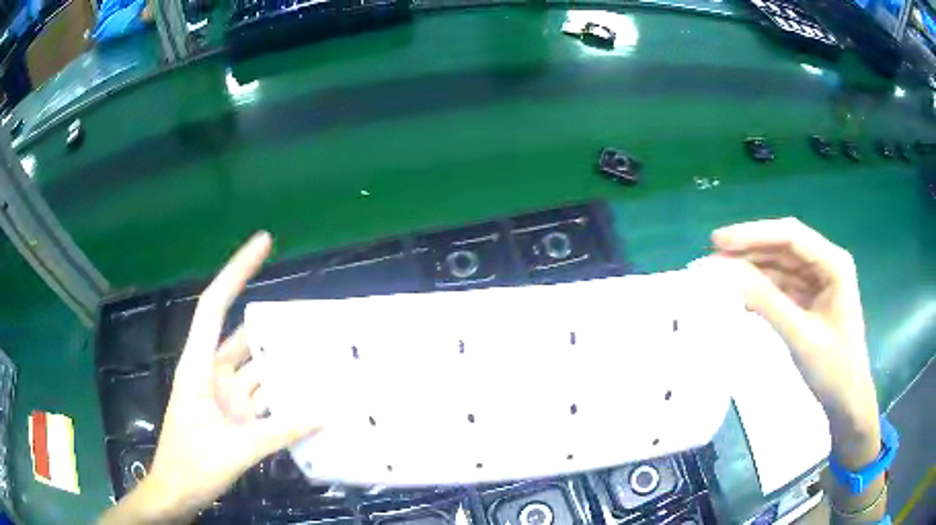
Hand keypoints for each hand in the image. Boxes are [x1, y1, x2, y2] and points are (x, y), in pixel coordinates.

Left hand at [101, 232, 321, 523]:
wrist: (178, 493)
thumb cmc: (192, 465)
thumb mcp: (237, 449)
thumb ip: (281, 431)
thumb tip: (325, 412)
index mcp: (198, 366)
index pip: (215, 306)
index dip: (237, 271)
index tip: (264, 242)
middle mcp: (213, 374)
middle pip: (244, 337)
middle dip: (275, 326)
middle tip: (315, 316)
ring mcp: (225, 397)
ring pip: (257, 371)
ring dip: (284, 366)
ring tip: (321, 354)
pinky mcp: (236, 418)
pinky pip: (264, 400)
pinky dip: (285, 398)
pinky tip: (310, 397)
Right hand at [705, 218, 879, 451]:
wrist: (847, 401)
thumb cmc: (833, 369)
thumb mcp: (800, 336)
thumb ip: (766, 302)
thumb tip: (726, 274)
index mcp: (834, 263)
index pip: (790, 236)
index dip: (753, 234)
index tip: (718, 242)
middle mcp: (826, 264)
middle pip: (783, 246)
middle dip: (749, 250)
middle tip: (712, 257)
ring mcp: (818, 281)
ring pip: (780, 265)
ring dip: (751, 269)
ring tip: (719, 274)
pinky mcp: (809, 298)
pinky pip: (781, 286)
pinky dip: (760, 289)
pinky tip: (739, 293)